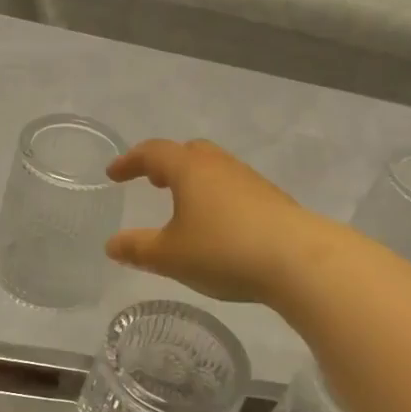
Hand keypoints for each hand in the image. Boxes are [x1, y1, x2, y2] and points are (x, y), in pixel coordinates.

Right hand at [105, 139, 328, 303]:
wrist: (298, 259)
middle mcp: (219, 165)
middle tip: (152, 181)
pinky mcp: (271, 200)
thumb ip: (138, 249)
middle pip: (188, 152)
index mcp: (190, 169)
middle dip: (166, 164)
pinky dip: (215, 197)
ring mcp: (250, 180)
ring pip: (214, 170)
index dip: (130, 161)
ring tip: (183, 206)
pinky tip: (217, 225)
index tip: (113, 174)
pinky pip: (233, 188)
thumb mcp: (170, 256)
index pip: (153, 153)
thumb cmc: (223, 250)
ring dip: (193, 181)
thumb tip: (112, 244)